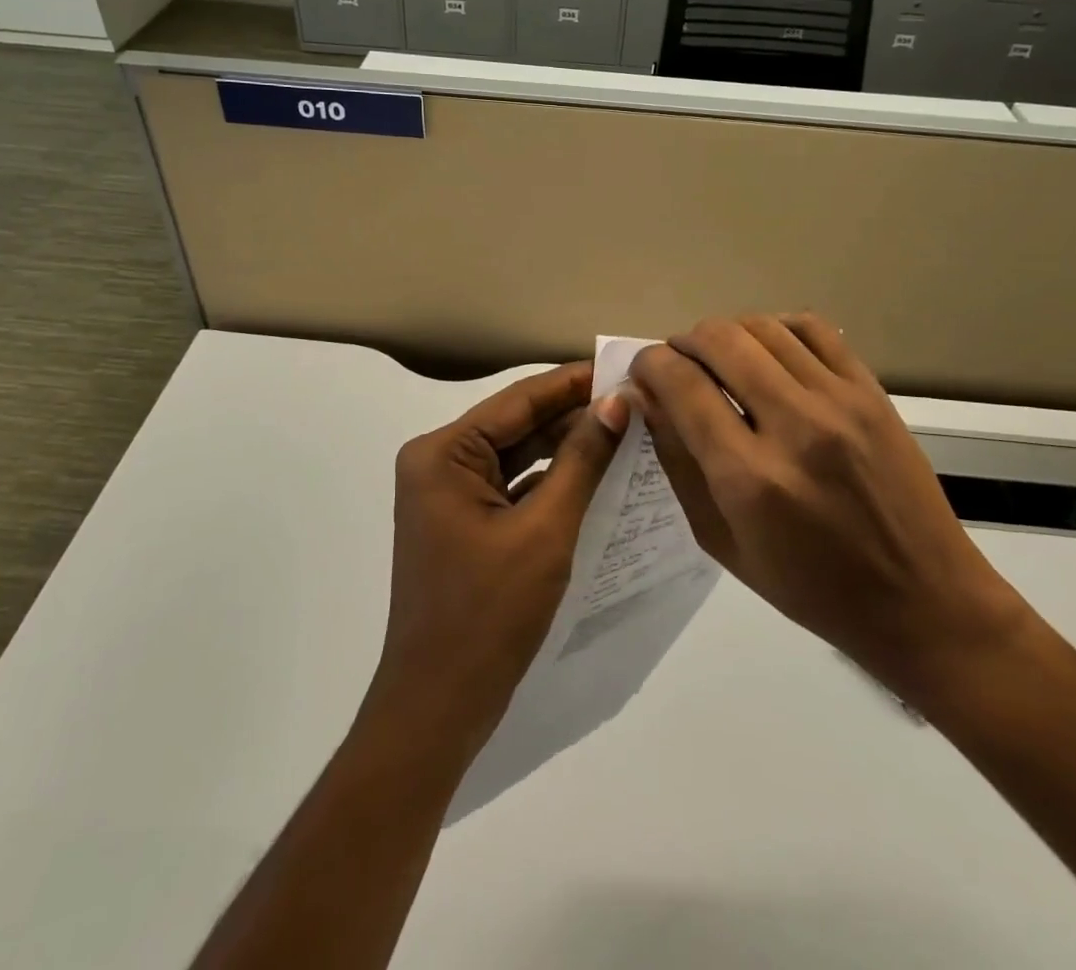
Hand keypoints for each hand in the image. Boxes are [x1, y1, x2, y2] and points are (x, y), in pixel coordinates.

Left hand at [368, 362, 629, 757]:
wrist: (438, 708)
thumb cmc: (489, 614)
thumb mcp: (545, 530)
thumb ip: (583, 460)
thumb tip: (618, 401)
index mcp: (443, 452)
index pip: (519, 400)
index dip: (575, 382)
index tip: (625, 366)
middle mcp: (439, 462)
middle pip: (519, 425)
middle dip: (576, 415)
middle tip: (637, 402)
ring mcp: (449, 495)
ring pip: (519, 457)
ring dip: (568, 448)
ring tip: (627, 431)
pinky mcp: (465, 523)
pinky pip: (514, 488)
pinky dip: (553, 482)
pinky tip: (598, 475)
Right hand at [627, 315, 1032, 710]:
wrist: (922, 600)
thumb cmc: (811, 588)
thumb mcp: (722, 542)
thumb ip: (678, 463)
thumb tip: (647, 398)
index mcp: (750, 478)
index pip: (681, 384)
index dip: (649, 365)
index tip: (642, 372)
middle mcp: (795, 426)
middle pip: (719, 340)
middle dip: (683, 343)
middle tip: (677, 365)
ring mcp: (840, 402)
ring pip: (762, 327)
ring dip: (725, 334)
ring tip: (719, 359)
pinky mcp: (872, 391)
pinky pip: (813, 329)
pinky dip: (776, 328)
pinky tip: (767, 351)